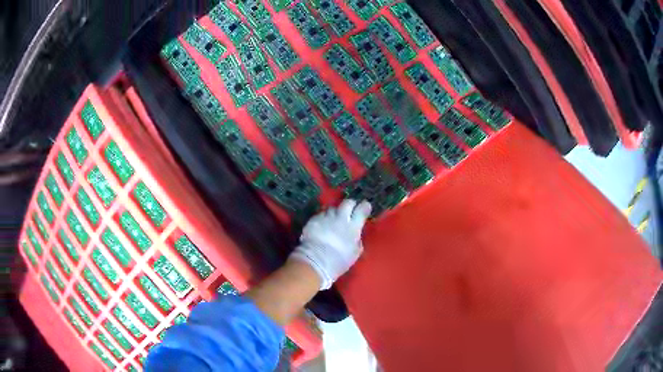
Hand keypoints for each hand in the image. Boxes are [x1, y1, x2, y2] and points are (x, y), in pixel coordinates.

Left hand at [290, 199, 371, 289]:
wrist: (316, 260)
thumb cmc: (339, 261)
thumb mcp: (355, 253)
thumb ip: (357, 240)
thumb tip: (356, 235)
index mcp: (353, 226)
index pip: (362, 209)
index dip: (365, 206)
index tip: (365, 206)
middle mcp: (340, 218)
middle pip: (347, 203)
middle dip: (350, 204)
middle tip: (350, 209)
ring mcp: (326, 217)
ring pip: (332, 208)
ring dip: (334, 212)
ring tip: (333, 219)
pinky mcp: (313, 220)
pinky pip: (320, 215)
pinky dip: (322, 218)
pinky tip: (321, 225)